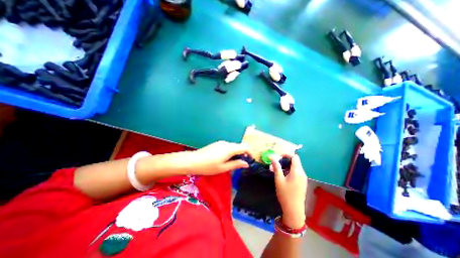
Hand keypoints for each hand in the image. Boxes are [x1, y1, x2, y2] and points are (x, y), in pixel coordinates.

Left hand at [186, 140, 252, 176]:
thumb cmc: (208, 166)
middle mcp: (226, 143)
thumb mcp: (223, 168)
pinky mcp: (217, 144)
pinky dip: (231, 152)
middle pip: (239, 146)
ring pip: (233, 146)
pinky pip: (228, 147)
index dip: (250, 153)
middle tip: (242, 164)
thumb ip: (236, 164)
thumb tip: (246, 164)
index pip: (245, 147)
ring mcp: (221, 143)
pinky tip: (226, 159)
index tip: (251, 160)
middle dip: (243, 154)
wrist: (192, 161)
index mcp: (229, 149)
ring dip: (237, 153)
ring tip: (234, 163)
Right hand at [270, 153, 306, 227]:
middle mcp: (302, 173)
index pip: (295, 157)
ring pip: (295, 167)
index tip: (278, 156)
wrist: (294, 211)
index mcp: (297, 171)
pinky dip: (289, 171)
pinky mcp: (302, 183)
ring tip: (276, 170)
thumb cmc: (285, 194)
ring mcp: (303, 178)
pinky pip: (296, 173)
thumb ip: (276, 167)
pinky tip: (282, 176)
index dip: (287, 154)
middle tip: (275, 164)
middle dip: (284, 161)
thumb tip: (272, 157)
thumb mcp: (279, 179)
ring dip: (286, 166)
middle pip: (295, 162)